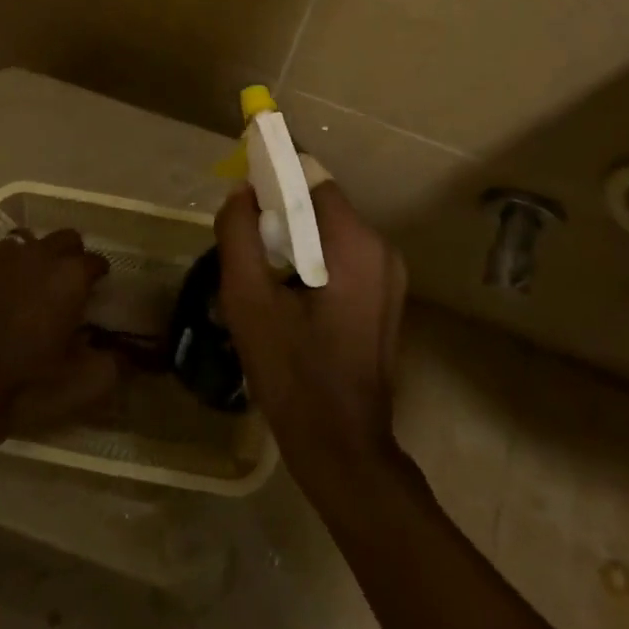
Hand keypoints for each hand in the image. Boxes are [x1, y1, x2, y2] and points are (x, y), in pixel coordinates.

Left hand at [0, 229, 119, 441]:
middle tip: (64, 285)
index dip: (98, 275)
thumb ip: (110, 364)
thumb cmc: (27, 385)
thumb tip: (120, 354)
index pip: (96, 261)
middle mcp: (36, 256)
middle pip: (64, 238)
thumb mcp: (82, 384)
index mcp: (69, 276)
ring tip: (25, 290)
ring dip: (30, 261)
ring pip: (23, 245)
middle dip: (69, 255)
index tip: (96, 290)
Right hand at [214, 183, 407, 470]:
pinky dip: (312, 263)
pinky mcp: (385, 300)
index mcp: (356, 244)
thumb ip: (238, 236)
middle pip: (321, 207)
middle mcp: (382, 250)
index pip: (312, 181)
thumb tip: (240, 192)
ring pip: (330, 234)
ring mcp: (390, 277)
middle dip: (280, 215)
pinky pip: (342, 260)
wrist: (342, 449)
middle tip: (243, 242)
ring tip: (259, 274)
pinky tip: (285, 296)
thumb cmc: (294, 375)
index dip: (274, 179)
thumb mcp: (249, 302)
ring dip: (294, 241)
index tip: (242, 194)